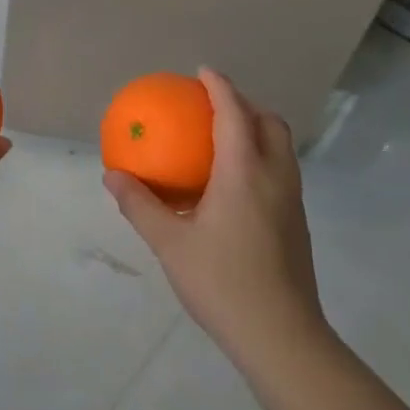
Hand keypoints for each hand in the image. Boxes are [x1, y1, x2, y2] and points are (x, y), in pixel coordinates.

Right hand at [104, 69, 327, 366]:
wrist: (282, 337)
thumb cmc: (222, 282)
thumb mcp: (170, 243)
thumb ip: (140, 205)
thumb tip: (112, 175)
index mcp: (245, 173)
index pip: (234, 114)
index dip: (220, 87)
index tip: (202, 72)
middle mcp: (275, 179)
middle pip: (270, 124)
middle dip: (246, 105)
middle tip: (213, 106)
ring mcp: (292, 203)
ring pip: (281, 149)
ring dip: (256, 132)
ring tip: (222, 140)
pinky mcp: (297, 225)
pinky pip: (281, 173)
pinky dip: (260, 159)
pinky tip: (232, 186)